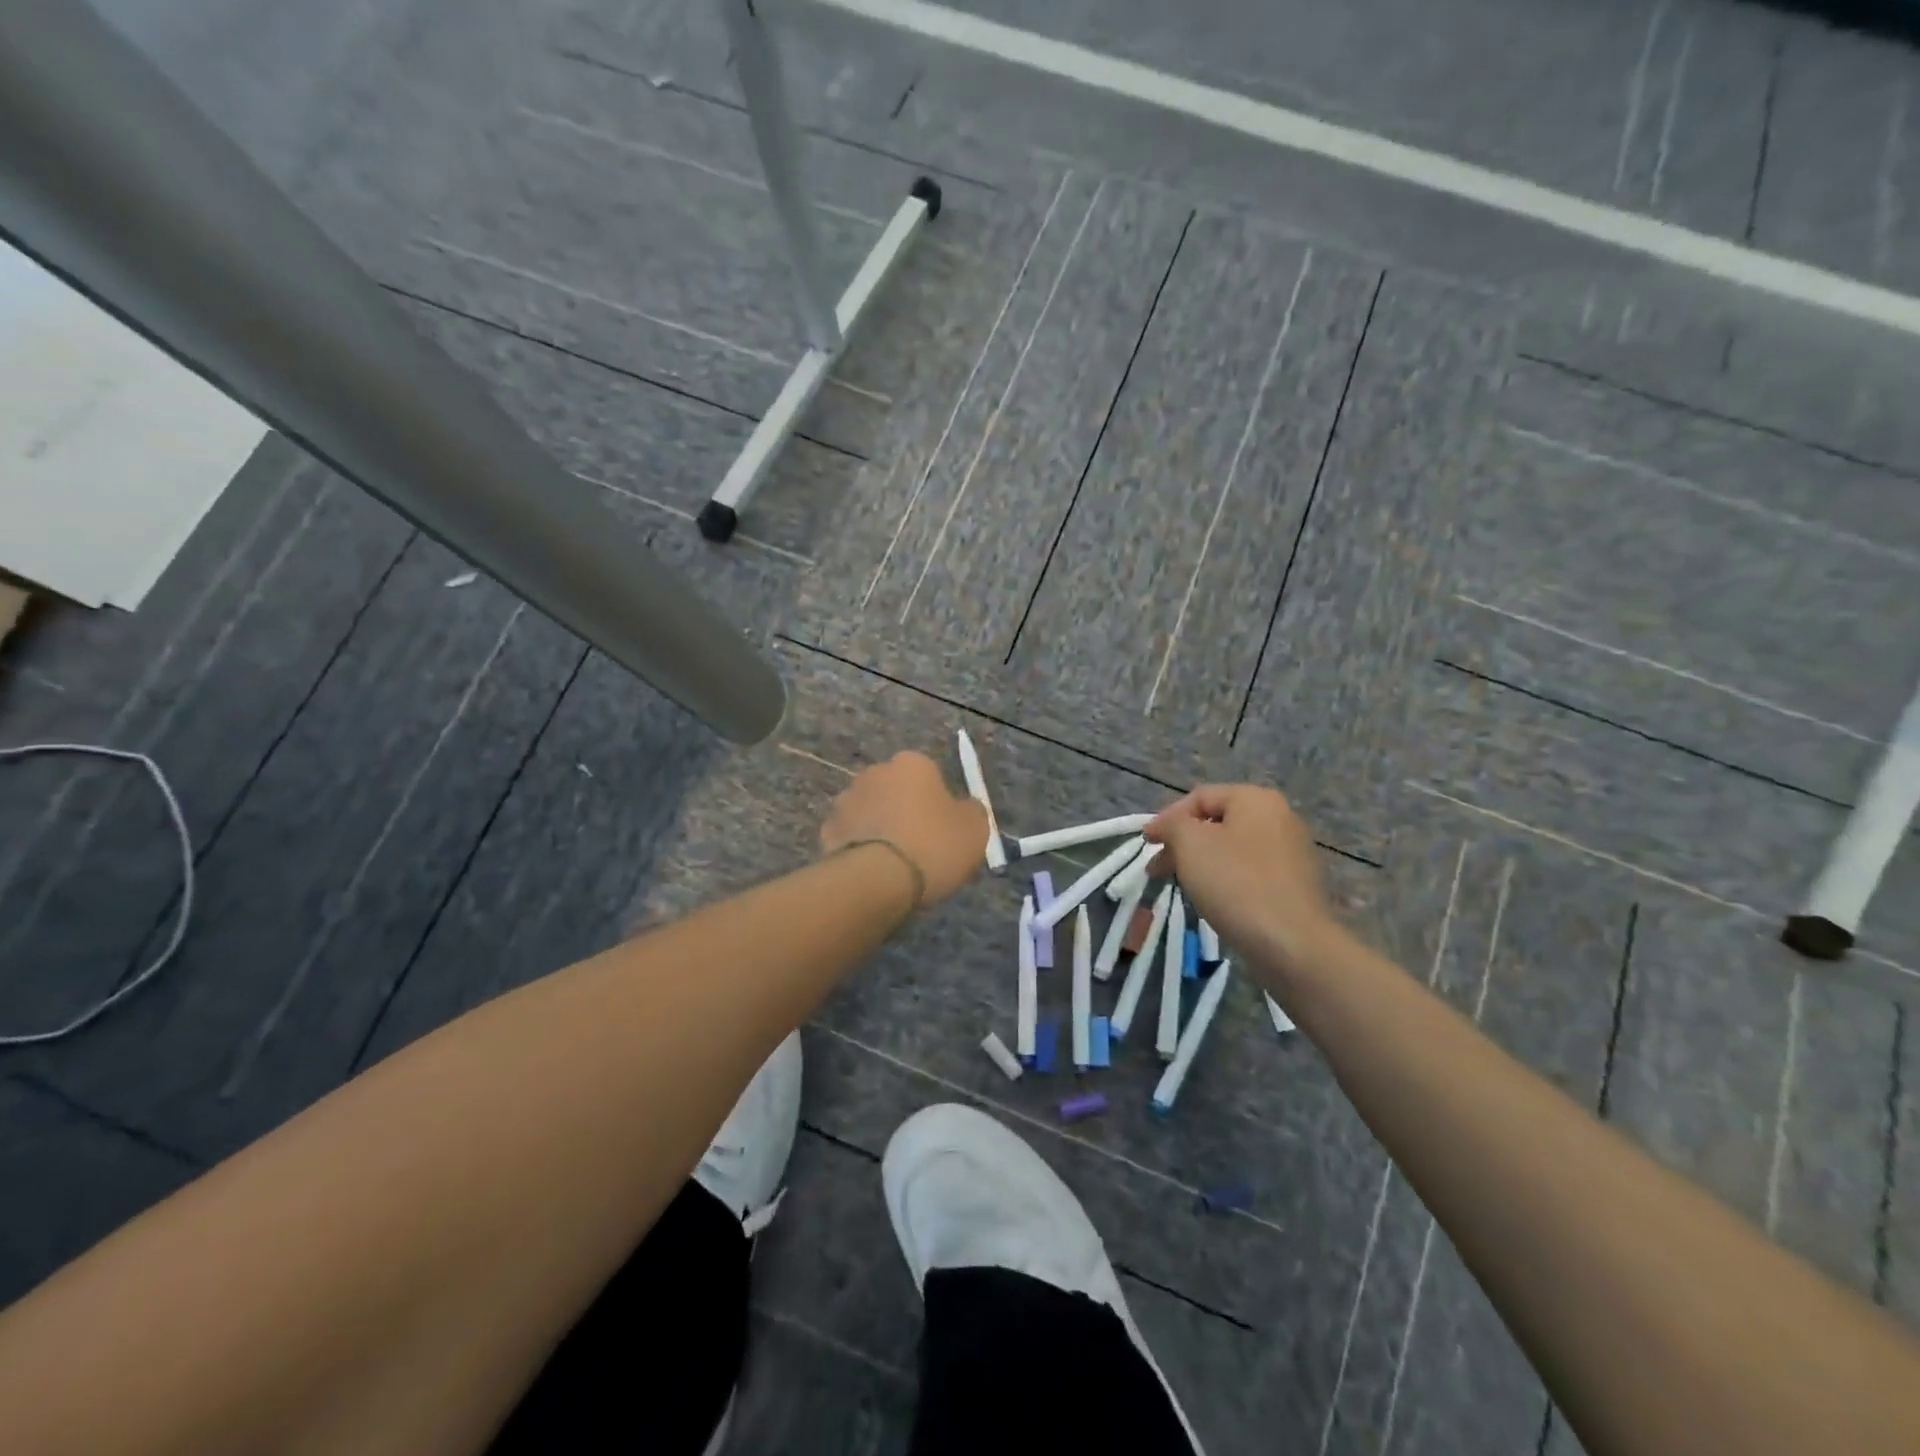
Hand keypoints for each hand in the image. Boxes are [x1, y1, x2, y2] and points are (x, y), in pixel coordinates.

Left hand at [820, 751, 988, 907]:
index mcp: (912, 764)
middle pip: (895, 791)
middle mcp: (875, 772)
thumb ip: (971, 811)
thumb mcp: (975, 829)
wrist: (877, 880)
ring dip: (880, 829)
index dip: (939, 803)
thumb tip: (964, 808)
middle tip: (920, 847)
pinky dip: (860, 849)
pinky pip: (851, 837)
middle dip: (904, 812)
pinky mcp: (827, 831)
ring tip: (895, 865)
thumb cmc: (933, 846)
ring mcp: (846, 800)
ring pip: (871, 812)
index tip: (944, 830)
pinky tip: (872, 873)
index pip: (930, 775)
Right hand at [1145, 784, 1340, 971]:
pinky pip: (1249, 872)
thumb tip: (1168, 826)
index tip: (1146, 844)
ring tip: (1179, 884)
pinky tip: (1212, 900)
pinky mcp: (1295, 885)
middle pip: (1217, 822)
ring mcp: (1292, 853)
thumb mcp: (1190, 844)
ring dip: (1200, 862)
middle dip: (1182, 843)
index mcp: (1256, 800)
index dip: (1166, 817)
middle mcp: (1280, 818)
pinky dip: (1225, 879)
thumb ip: (1172, 824)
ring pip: (1232, 849)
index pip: (1200, 797)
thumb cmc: (1236, 883)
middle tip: (1156, 868)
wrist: (1292, 944)